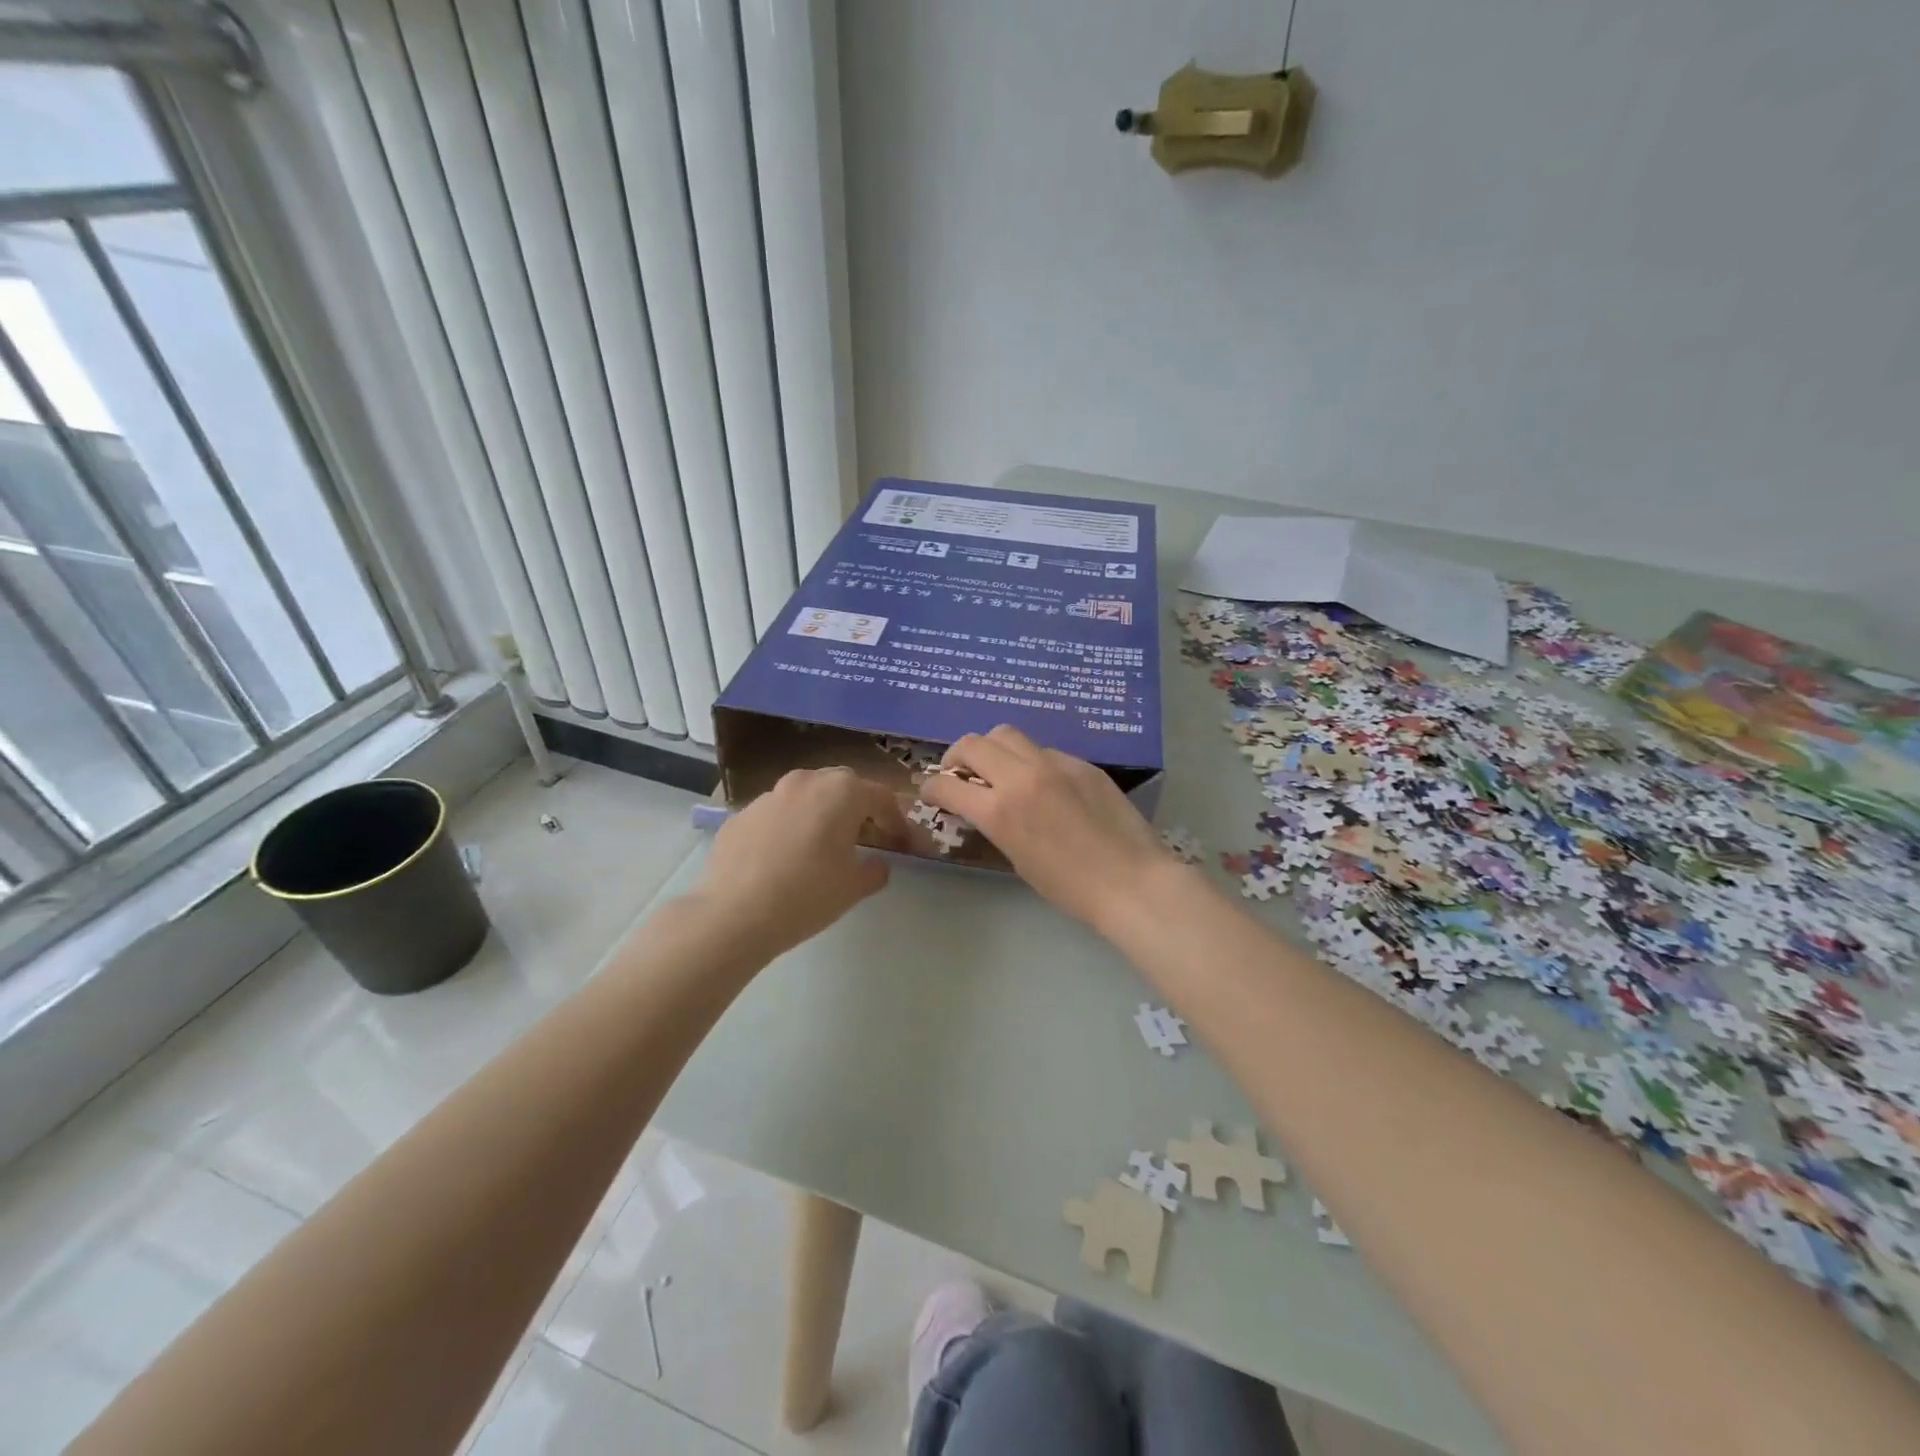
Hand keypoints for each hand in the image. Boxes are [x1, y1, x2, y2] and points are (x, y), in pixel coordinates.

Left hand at [693, 767, 908, 955]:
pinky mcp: (741, 814)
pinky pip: (776, 814)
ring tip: (822, 845)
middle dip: (858, 806)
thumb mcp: (855, 887)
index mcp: (841, 792)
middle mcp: (806, 782)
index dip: (896, 819)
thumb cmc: (807, 895)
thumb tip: (878, 864)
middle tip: (864, 836)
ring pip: (806, 795)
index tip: (901, 841)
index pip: (881, 796)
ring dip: (821, 813)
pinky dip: (789, 827)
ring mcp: (769, 795)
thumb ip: (876, 870)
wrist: (734, 914)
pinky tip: (784, 858)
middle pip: (842, 785)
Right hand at [920, 725, 1178, 929]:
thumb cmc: (1070, 887)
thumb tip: (983, 804)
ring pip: (1007, 733)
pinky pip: (1044, 749)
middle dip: (955, 757)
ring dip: (991, 748)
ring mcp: (1054, 763)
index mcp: (1000, 810)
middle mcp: (1022, 776)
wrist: (1131, 881)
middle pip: (973, 743)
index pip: (947, 784)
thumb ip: (995, 822)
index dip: (931, 787)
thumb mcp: (1017, 858)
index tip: (930, 791)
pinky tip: (1041, 781)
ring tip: (997, 767)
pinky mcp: (1081, 762)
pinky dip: (1030, 760)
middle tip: (958, 772)